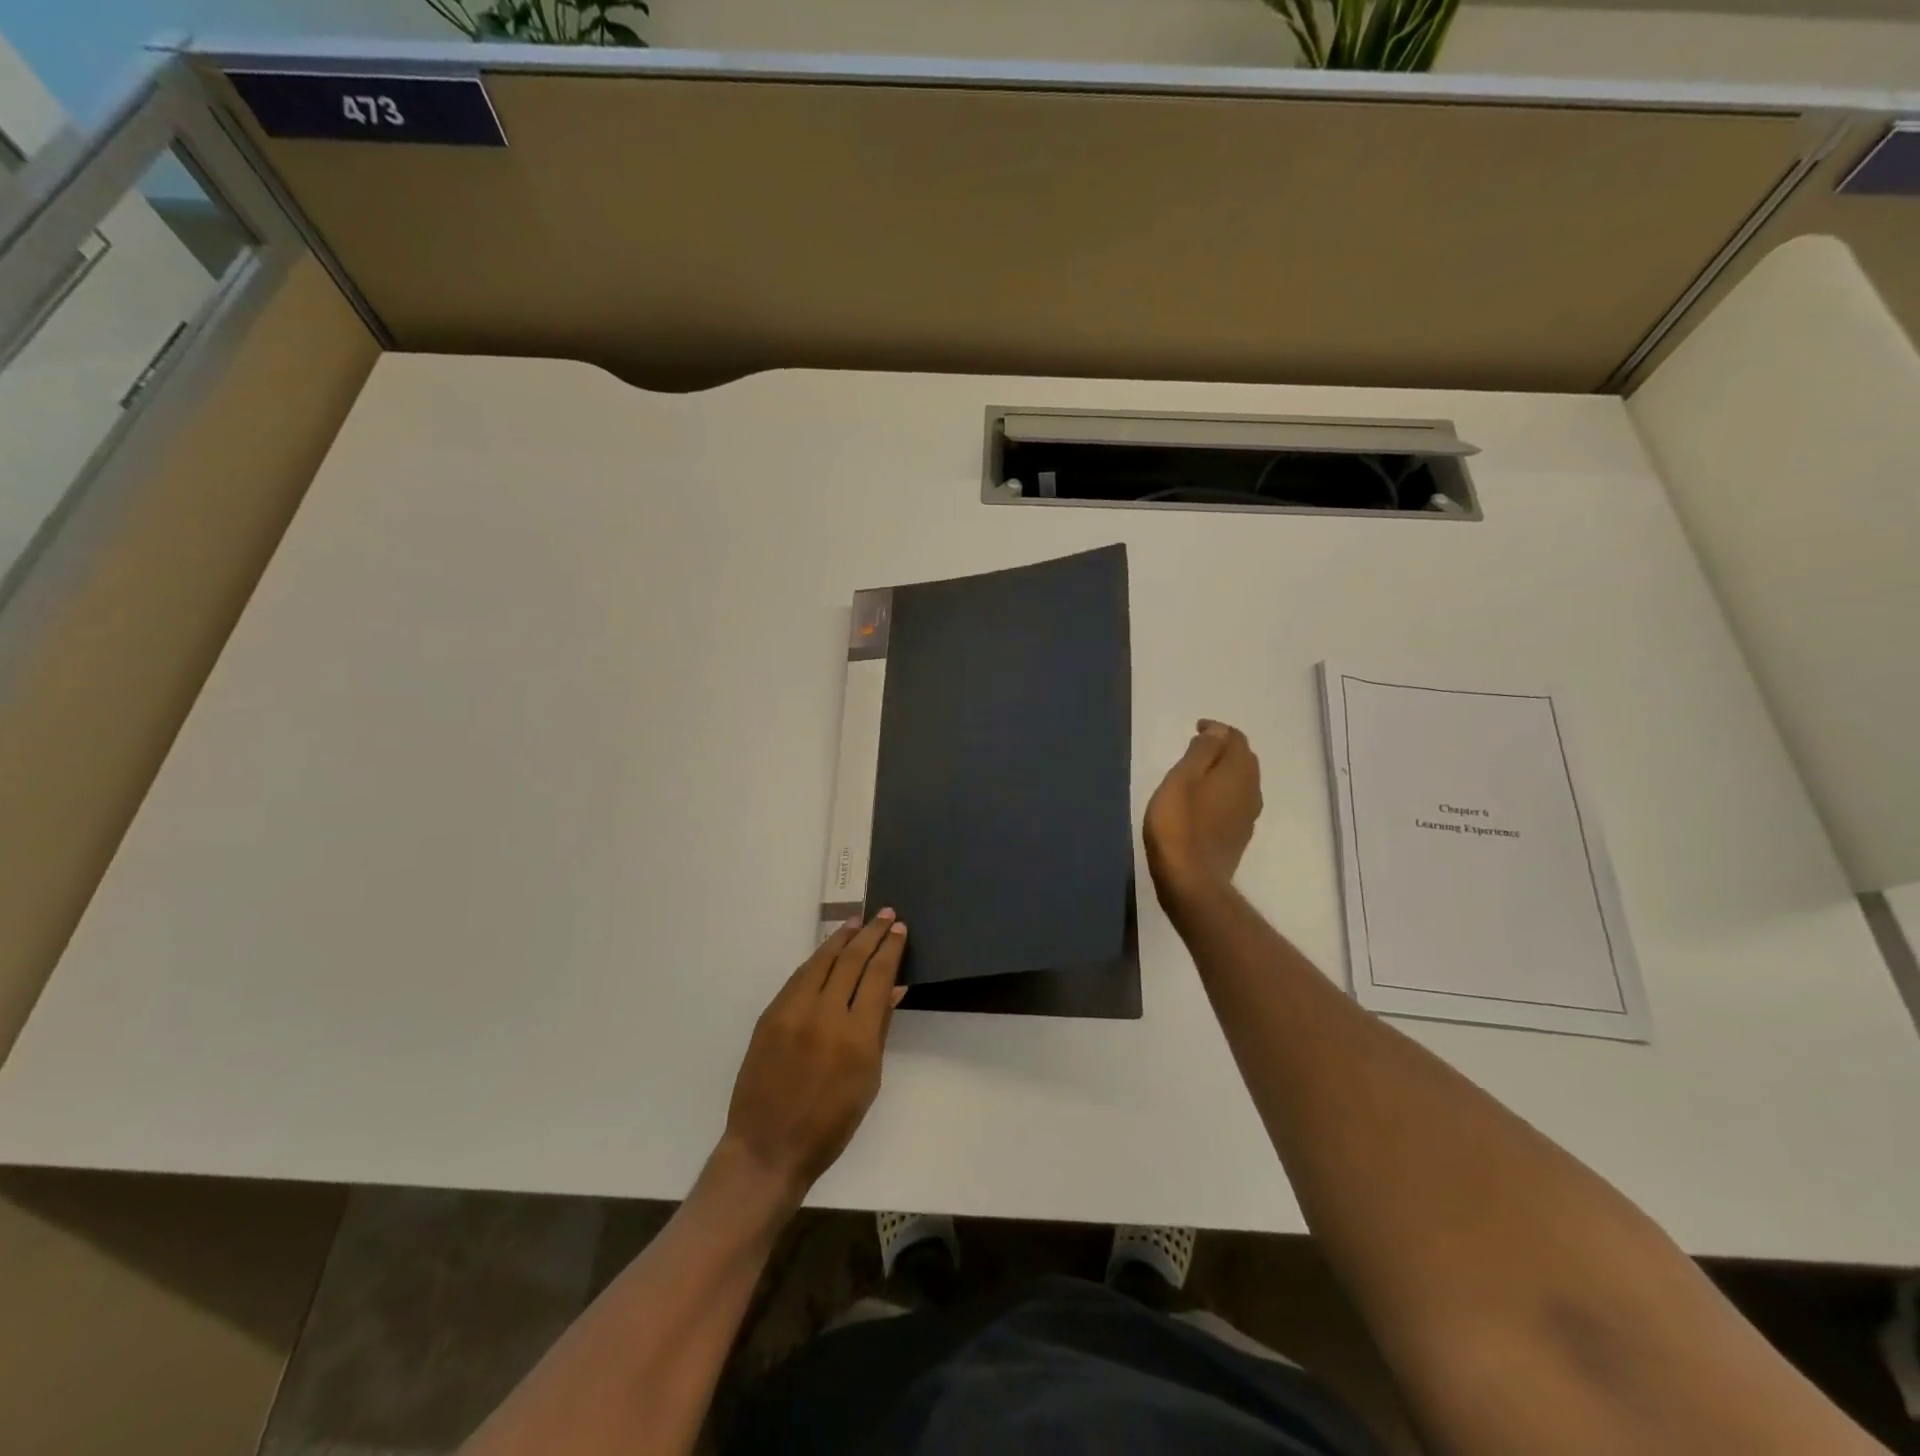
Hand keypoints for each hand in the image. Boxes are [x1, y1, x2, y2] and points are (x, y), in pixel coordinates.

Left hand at [720, 910, 907, 1207]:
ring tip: (857, 922)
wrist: (768, 1147)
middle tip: (885, 914)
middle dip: (871, 934)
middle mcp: (824, 1014)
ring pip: (821, 960)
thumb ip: (880, 1028)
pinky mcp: (770, 1015)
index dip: (890, 949)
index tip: (899, 929)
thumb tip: (894, 987)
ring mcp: (792, 1011)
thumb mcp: (868, 1080)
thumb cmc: (830, 1124)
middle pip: (851, 959)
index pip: (877, 975)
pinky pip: (799, 977)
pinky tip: (828, 951)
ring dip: (841, 937)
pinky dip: (817, 959)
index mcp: (856, 1035)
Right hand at [1145, 719, 1262, 909]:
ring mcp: (1247, 817)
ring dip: (1225, 771)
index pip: (1236, 739)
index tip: (1196, 728)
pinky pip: (1236, 803)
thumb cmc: (1179, 825)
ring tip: (1199, 772)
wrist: (1191, 881)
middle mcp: (1251, 791)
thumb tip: (1218, 732)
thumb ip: (1202, 752)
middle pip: (1244, 760)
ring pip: (1242, 782)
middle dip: (1224, 748)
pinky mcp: (1238, 837)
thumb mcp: (1182, 780)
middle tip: (1197, 746)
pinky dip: (1223, 792)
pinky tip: (1205, 802)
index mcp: (1238, 773)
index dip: (1218, 730)